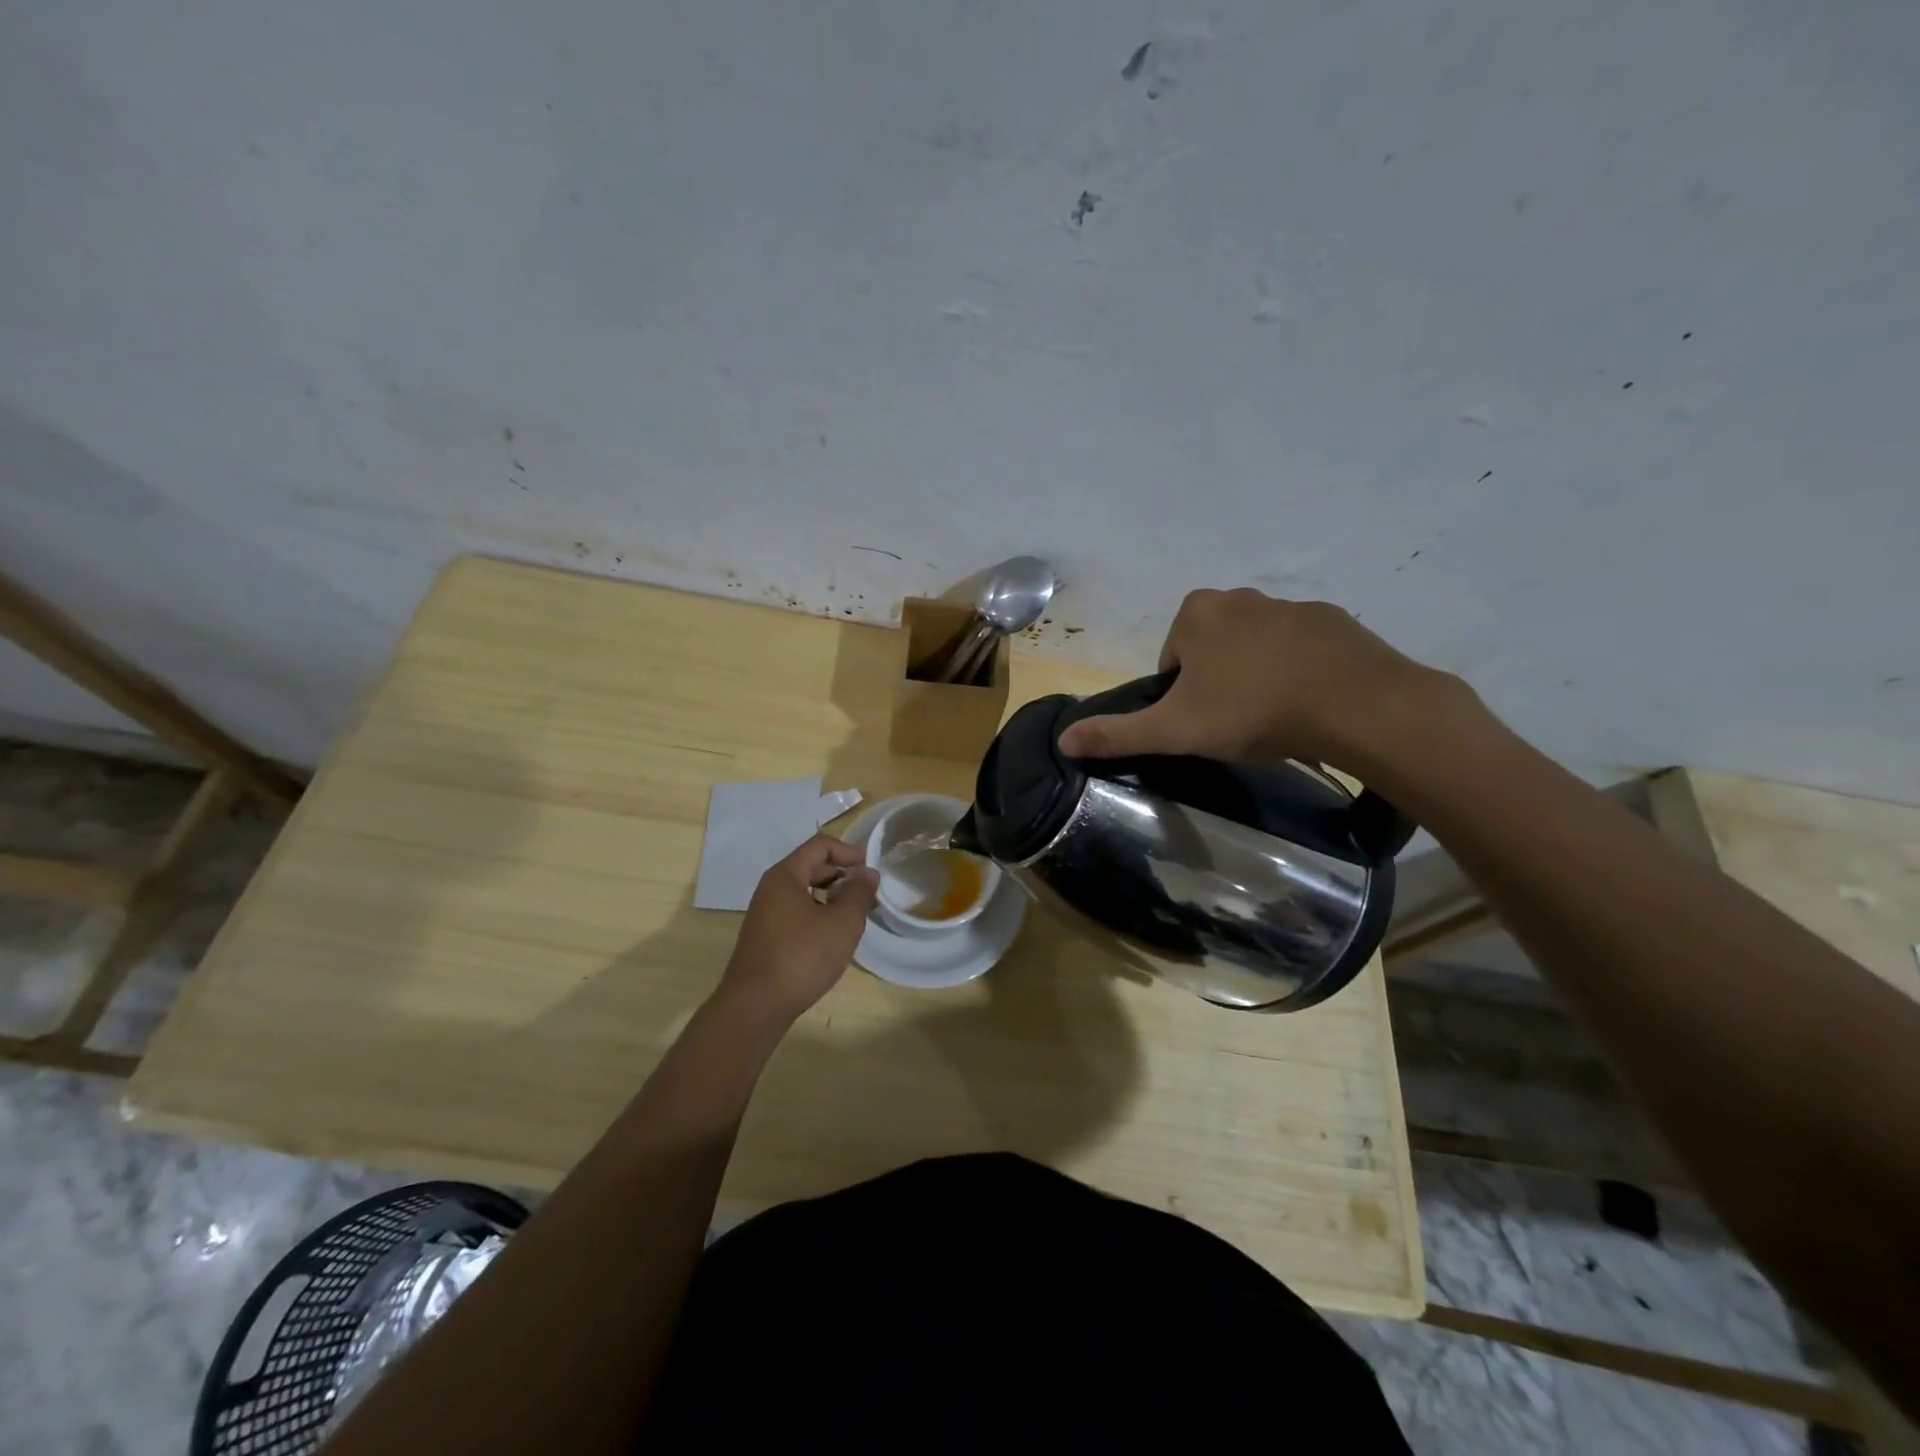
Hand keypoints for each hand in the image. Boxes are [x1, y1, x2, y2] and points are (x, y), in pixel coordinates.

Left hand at [715, 835, 878, 1028]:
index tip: (870, 868)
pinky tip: (832, 938)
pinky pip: (796, 913)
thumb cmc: (802, 957)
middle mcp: (770, 889)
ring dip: (831, 896)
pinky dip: (818, 915)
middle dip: (842, 874)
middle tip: (867, 893)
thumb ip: (859, 893)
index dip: (848, 851)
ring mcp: (765, 915)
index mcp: (785, 876)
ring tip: (855, 916)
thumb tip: (867, 873)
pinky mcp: (765, 938)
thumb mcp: (842, 922)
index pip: (819, 846)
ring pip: (804, 892)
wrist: (755, 1007)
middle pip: (810, 867)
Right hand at [1056, 588, 1453, 774]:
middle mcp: (1239, 597)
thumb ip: (1117, 734)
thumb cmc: (1251, 711)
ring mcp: (1290, 605)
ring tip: (1274, 718)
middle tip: (1235, 723)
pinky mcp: (1333, 620)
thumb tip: (1062, 740)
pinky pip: (1300, 648)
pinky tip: (1310, 704)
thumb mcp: (1175, 730)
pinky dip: (1298, 671)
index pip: (1171, 660)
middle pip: (1211, 650)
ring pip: (1256, 648)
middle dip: (1217, 683)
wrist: (1355, 706)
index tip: (1202, 722)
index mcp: (1196, 613)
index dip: (1180, 696)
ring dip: (1257, 677)